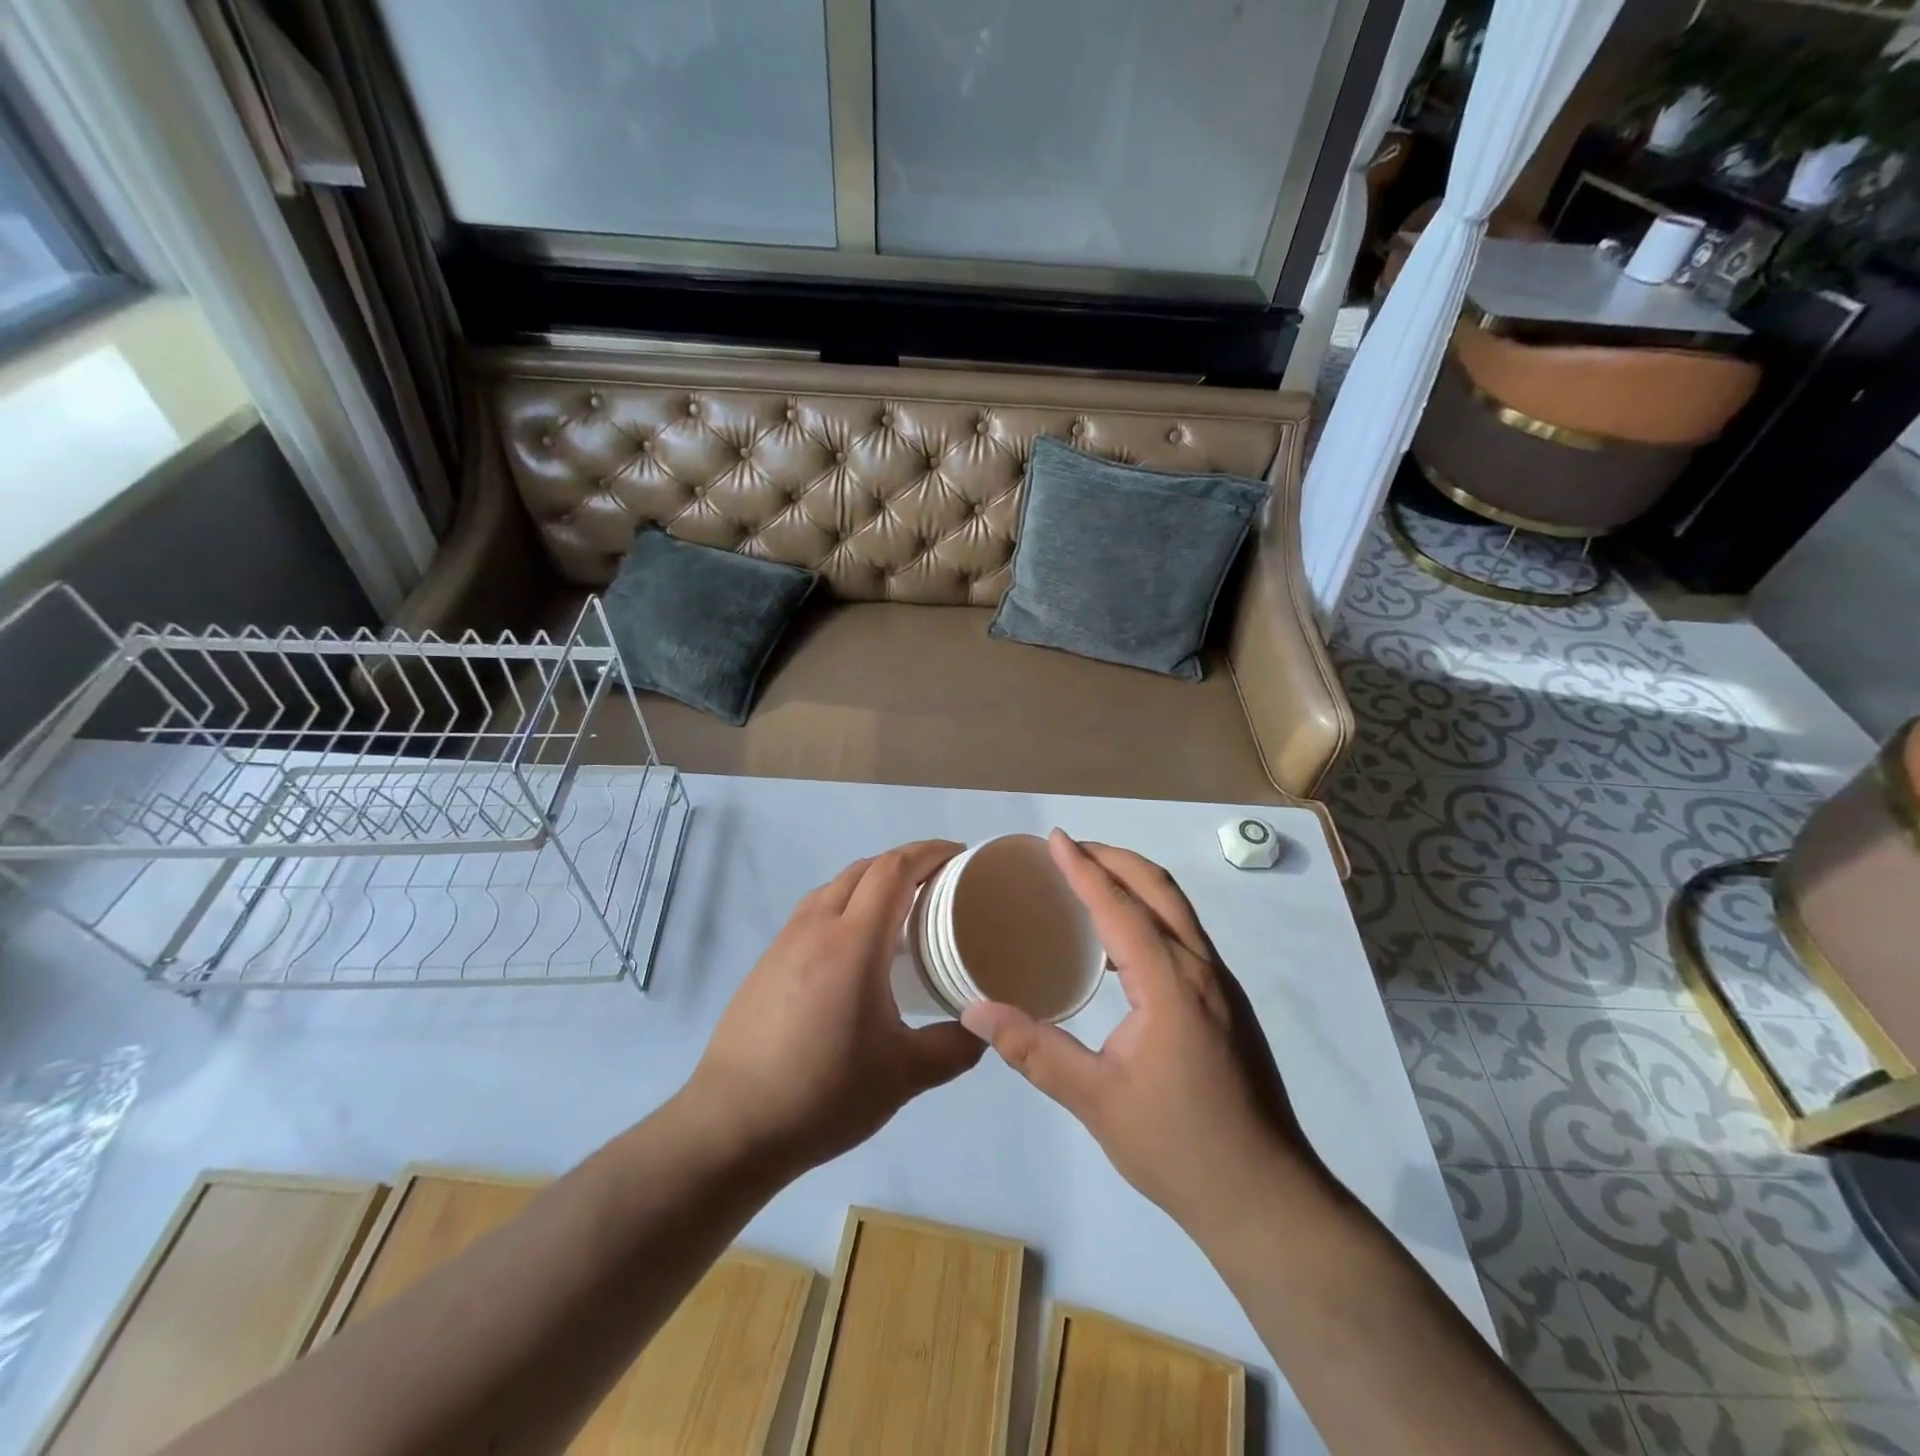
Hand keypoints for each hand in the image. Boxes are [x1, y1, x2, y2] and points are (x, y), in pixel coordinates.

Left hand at [687, 841, 984, 1174]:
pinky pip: (814, 911)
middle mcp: (816, 927)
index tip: (960, 855)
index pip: (893, 869)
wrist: (731, 1125)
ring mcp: (785, 942)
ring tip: (902, 908)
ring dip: (872, 881)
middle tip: (940, 881)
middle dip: (905, 862)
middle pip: (864, 868)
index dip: (928, 852)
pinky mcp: (766, 962)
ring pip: (835, 886)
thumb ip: (954, 1047)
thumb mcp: (904, 1076)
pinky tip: (855, 946)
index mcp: (853, 942)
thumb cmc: (823, 1093)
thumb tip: (984, 1028)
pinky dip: (845, 904)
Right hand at [962, 831, 1315, 1232]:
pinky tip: (1122, 942)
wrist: (1266, 1198)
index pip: (1119, 906)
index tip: (1054, 838)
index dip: (1083, 868)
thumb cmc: (1178, 1147)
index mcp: (1170, 983)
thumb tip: (975, 1012)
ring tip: (1090, 882)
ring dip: (1135, 882)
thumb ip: (1034, 1049)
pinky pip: (1184, 934)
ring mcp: (1221, 985)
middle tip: (1069, 850)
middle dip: (1113, 858)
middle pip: (1158, 888)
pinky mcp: (1227, 1003)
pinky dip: (1150, 912)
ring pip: (1177, 908)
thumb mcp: (1095, 1100)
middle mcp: (1201, 969)